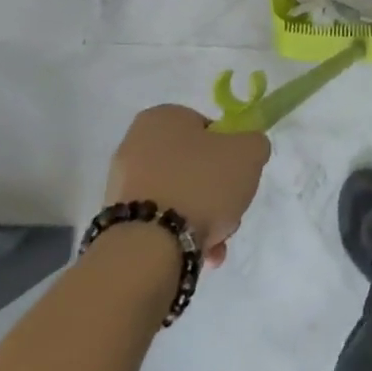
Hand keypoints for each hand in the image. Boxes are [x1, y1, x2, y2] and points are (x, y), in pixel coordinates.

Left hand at [104, 106, 270, 267]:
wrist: (149, 247)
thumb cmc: (201, 184)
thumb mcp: (249, 152)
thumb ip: (254, 143)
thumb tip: (246, 151)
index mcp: (161, 117)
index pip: (207, 127)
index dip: (228, 149)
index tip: (237, 172)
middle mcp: (134, 145)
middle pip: (193, 164)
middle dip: (215, 190)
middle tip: (229, 207)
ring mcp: (122, 186)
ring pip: (179, 195)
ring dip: (202, 216)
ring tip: (216, 240)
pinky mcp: (117, 222)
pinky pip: (160, 221)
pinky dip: (180, 234)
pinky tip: (199, 252)